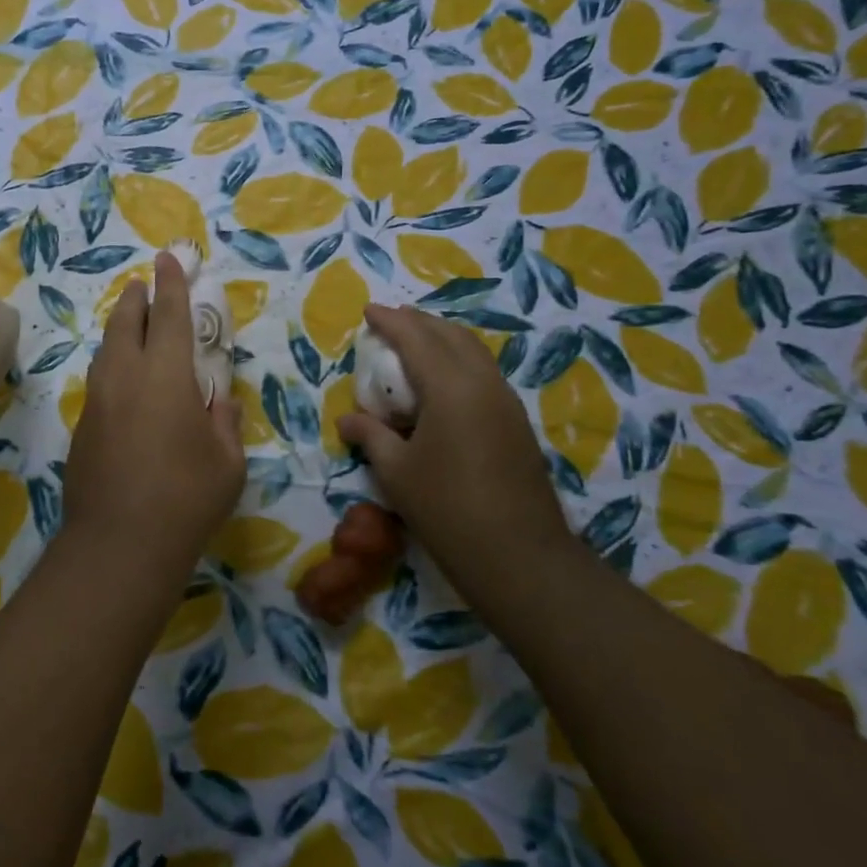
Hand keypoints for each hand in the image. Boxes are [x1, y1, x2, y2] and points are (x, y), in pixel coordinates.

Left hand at [61, 252, 244, 564]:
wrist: (118, 544)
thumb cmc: (186, 499)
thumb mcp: (226, 462)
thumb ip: (222, 421)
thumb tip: (217, 400)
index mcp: (166, 374)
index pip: (169, 314)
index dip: (171, 283)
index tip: (168, 258)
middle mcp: (125, 376)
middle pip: (126, 322)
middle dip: (136, 298)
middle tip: (143, 285)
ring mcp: (97, 401)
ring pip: (106, 350)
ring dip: (120, 329)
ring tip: (130, 323)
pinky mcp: (82, 427)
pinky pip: (99, 381)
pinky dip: (112, 366)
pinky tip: (122, 383)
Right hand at [337, 304, 572, 580]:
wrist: (519, 556)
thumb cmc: (446, 509)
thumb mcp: (395, 472)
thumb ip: (370, 436)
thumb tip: (347, 419)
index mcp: (450, 388)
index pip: (416, 338)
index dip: (390, 321)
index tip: (368, 310)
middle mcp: (483, 383)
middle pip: (450, 335)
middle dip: (418, 322)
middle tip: (390, 322)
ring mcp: (506, 401)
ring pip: (473, 351)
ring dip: (441, 339)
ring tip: (415, 344)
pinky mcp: (516, 422)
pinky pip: (483, 372)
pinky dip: (458, 360)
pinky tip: (442, 381)